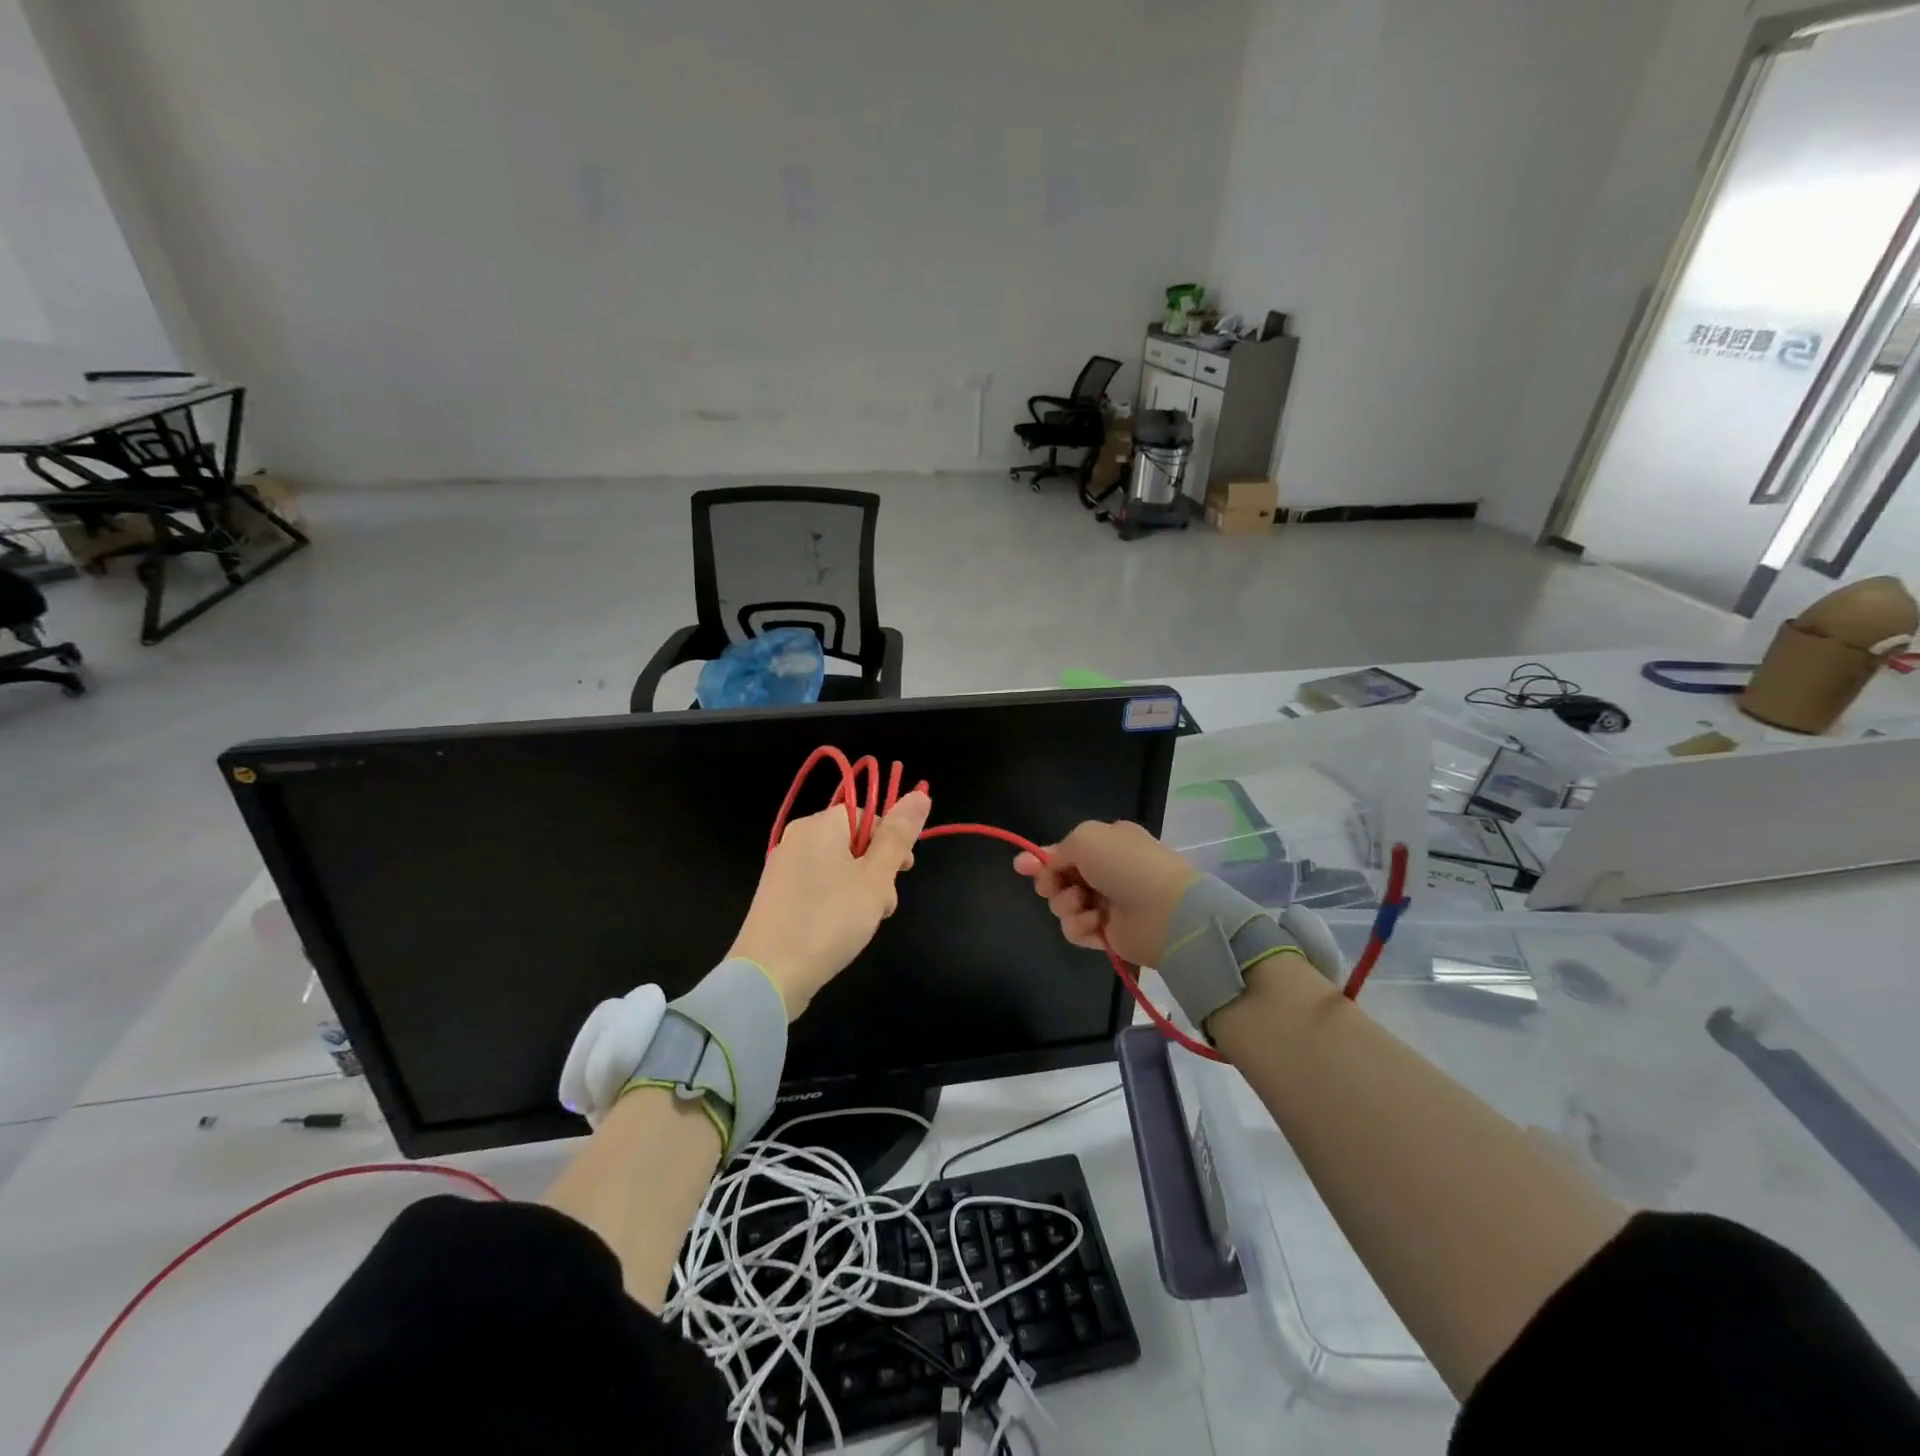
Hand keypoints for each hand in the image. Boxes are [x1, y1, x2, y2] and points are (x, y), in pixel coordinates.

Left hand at [728, 790, 931, 1019]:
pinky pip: (818, 885)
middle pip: (853, 841)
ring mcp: (783, 868)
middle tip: (884, 904)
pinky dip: (836, 901)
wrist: (768, 977)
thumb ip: (898, 837)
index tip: (904, 870)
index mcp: (819, 825)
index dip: (891, 839)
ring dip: (861, 889)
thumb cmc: (829, 921)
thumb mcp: (875, 879)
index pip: (866, 814)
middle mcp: (797, 839)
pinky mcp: (777, 897)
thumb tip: (920, 794)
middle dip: (877, 870)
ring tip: (866, 922)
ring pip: (838, 867)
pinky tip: (841, 930)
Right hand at [1012, 820, 1195, 966]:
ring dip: (1066, 904)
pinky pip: (1075, 930)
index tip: (1020, 866)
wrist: (1164, 910)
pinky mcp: (1106, 934)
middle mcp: (1106, 871)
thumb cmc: (1125, 864)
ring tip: (1083, 904)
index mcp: (1107, 843)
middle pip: (1059, 878)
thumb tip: (1050, 864)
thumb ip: (1059, 850)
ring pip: (1063, 905)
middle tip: (1052, 886)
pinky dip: (1080, 926)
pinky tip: (1096, 923)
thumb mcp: (1086, 837)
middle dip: (1050, 882)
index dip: (1041, 858)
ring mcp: (1106, 904)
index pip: (1066, 850)